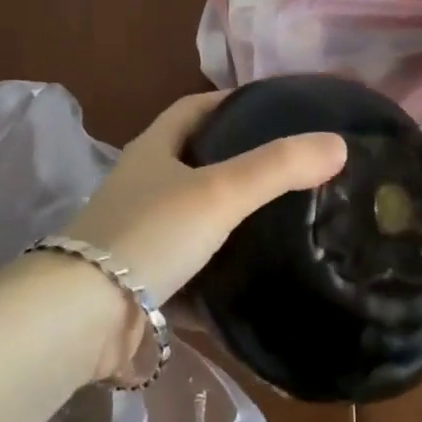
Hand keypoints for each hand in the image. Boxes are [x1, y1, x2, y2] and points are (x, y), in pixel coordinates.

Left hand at [63, 92, 345, 377]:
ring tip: (287, 221)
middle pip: (196, 161)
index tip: (276, 108)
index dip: (233, 102)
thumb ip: (278, 167)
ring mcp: (140, 236)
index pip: (195, 108)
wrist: (83, 319)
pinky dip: (221, 274)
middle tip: (293, 169)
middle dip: (240, 161)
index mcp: (154, 149)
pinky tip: (258, 280)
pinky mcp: (143, 284)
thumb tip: (338, 144)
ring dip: (232, 219)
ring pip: (196, 218)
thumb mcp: (219, 191)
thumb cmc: (150, 234)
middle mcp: (143, 186)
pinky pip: (192, 271)